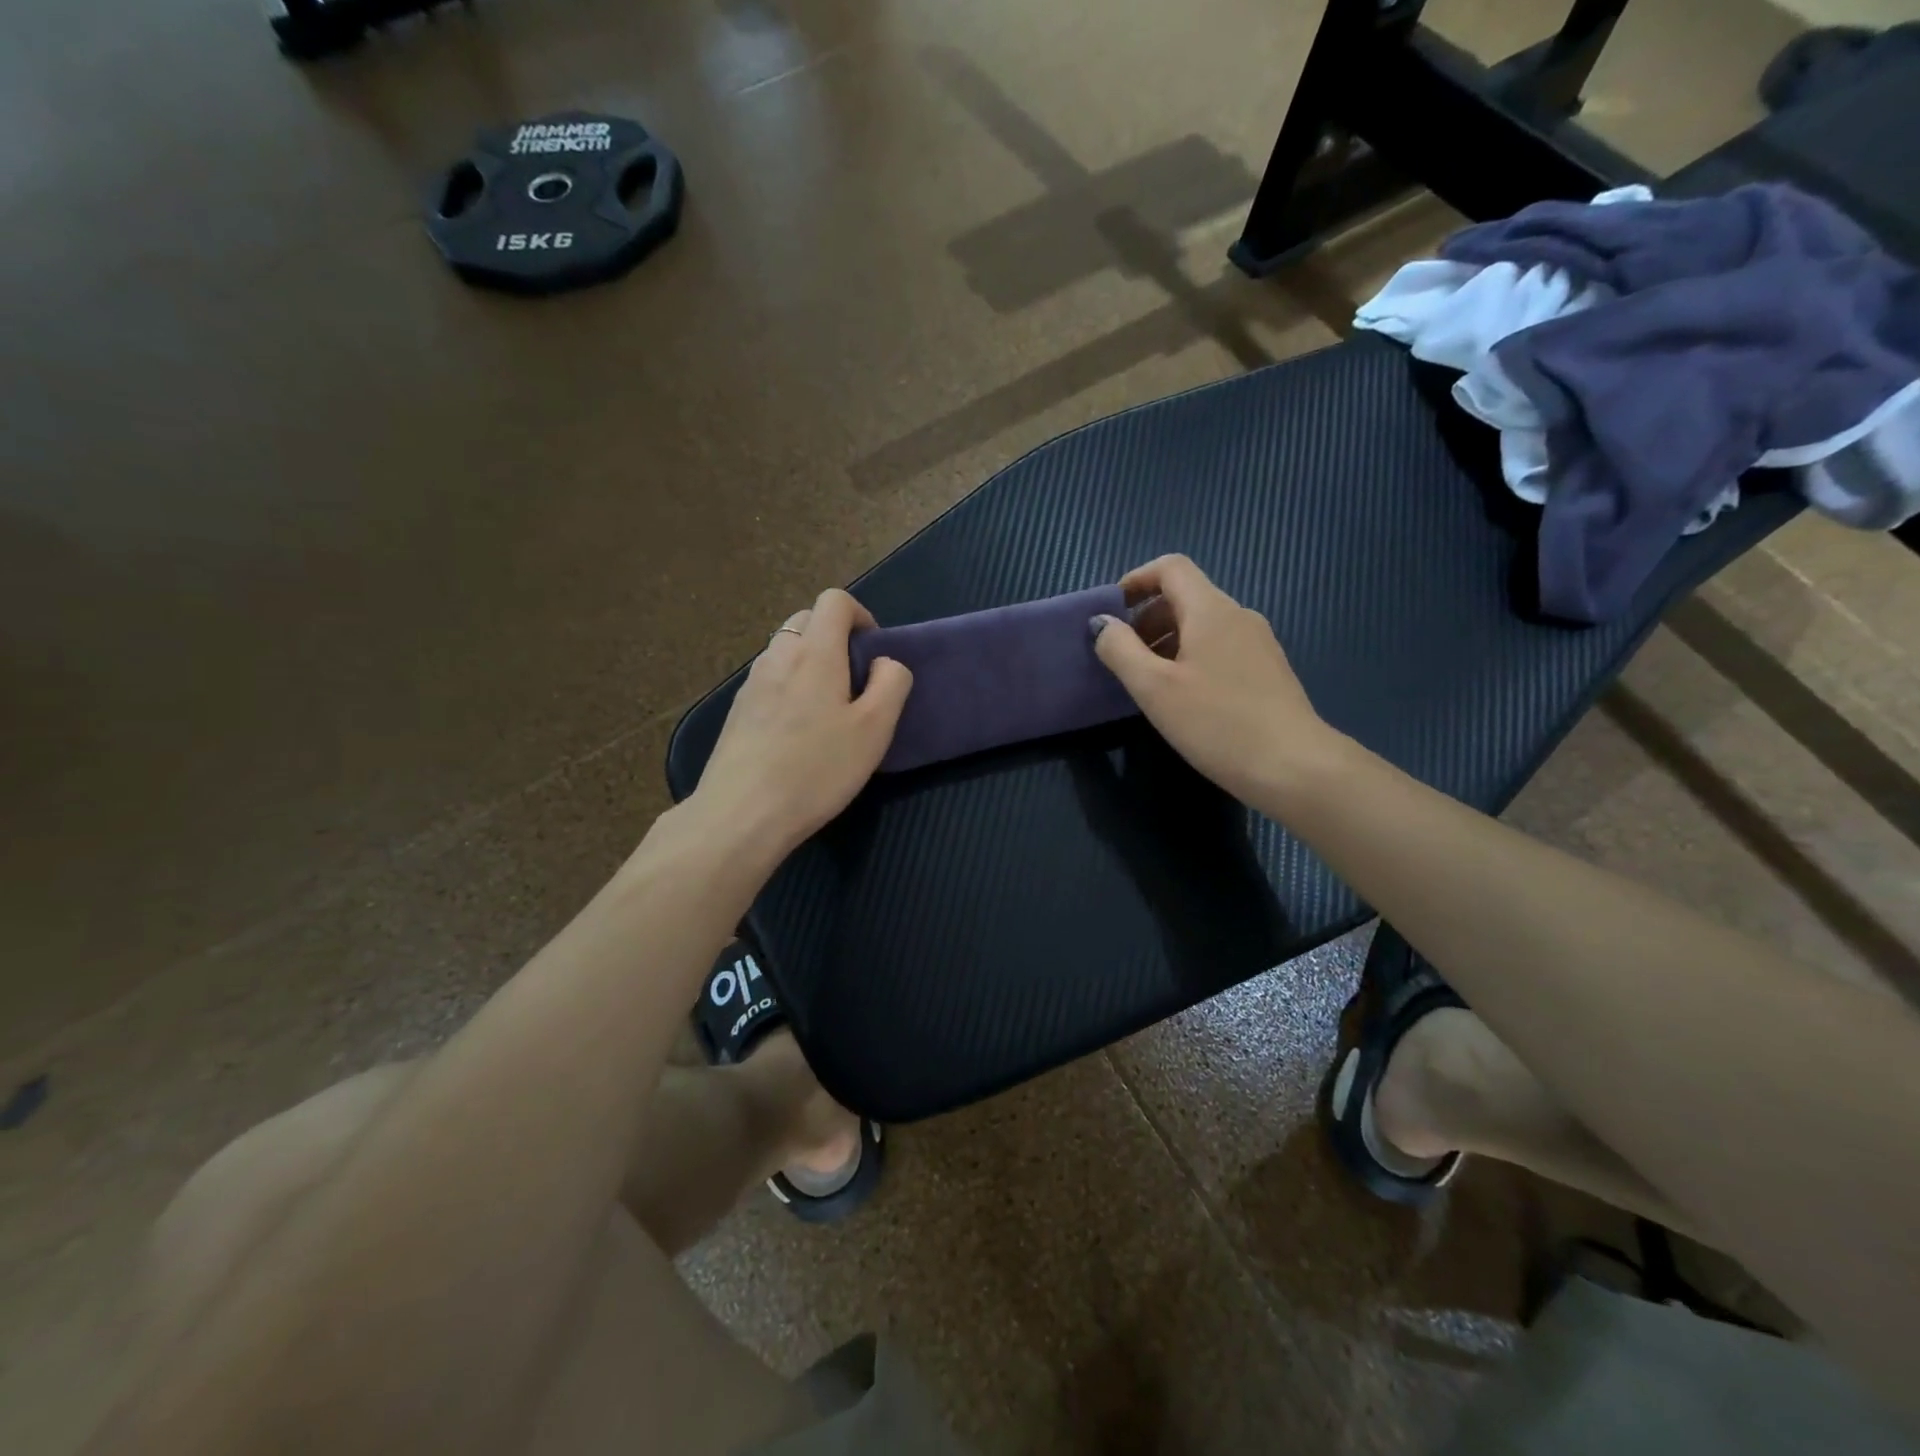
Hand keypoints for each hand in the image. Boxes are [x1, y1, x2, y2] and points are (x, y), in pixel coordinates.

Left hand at [693, 588, 911, 853]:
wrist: (742, 814)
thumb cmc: (817, 769)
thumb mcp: (875, 729)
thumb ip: (891, 683)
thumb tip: (884, 662)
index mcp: (815, 652)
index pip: (834, 600)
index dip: (860, 615)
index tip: (873, 650)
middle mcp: (778, 656)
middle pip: (806, 620)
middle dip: (835, 636)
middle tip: (855, 680)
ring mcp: (751, 683)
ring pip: (785, 650)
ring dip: (811, 663)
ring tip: (828, 710)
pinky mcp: (737, 711)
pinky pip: (769, 679)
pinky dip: (789, 687)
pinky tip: (797, 732)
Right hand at [1091, 555, 1336, 807]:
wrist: (1294, 767)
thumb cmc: (1217, 723)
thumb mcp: (1155, 689)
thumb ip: (1121, 650)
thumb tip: (1101, 623)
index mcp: (1211, 610)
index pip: (1171, 568)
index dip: (1136, 580)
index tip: (1111, 611)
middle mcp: (1238, 616)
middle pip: (1186, 596)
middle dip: (1147, 618)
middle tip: (1123, 656)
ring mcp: (1258, 643)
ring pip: (1203, 625)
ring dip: (1167, 641)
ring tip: (1147, 681)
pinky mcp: (1268, 671)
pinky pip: (1220, 647)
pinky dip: (1191, 657)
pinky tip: (1183, 698)